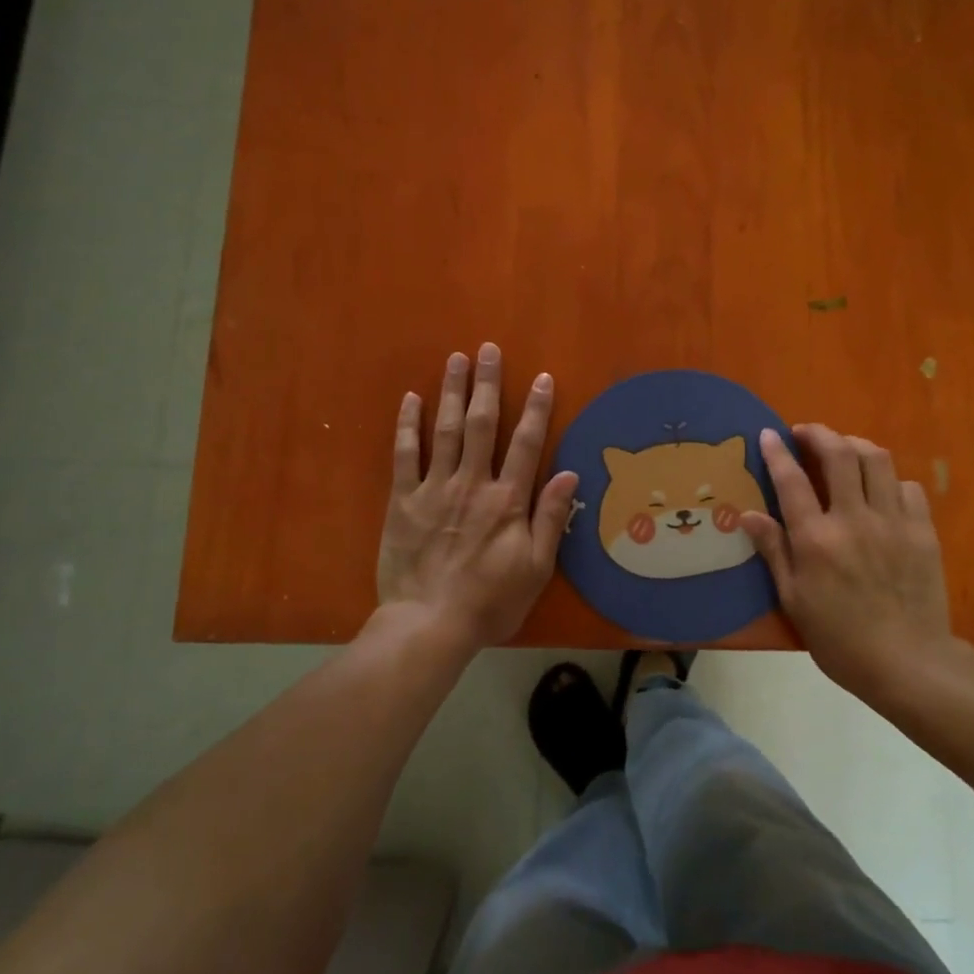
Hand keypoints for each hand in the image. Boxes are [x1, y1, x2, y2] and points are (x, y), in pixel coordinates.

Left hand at [376, 343, 578, 650]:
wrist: (428, 624)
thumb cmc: (490, 601)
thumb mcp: (535, 568)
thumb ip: (550, 519)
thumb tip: (569, 473)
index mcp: (507, 499)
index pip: (526, 443)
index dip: (536, 408)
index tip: (542, 378)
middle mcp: (471, 483)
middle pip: (481, 424)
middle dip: (487, 383)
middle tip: (488, 349)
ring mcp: (434, 488)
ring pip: (445, 429)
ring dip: (451, 391)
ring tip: (456, 359)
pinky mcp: (403, 501)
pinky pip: (405, 455)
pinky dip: (408, 425)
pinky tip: (410, 399)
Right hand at [739, 424, 973, 705]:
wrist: (907, 662)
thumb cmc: (839, 638)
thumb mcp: (793, 600)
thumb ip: (773, 551)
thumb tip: (748, 514)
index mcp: (817, 538)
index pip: (792, 480)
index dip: (778, 452)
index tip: (769, 433)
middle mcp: (854, 519)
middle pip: (839, 454)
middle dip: (819, 434)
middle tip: (805, 433)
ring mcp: (893, 521)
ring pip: (877, 460)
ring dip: (855, 445)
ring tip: (842, 450)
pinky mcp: (923, 531)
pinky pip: (908, 487)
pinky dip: (889, 479)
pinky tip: (880, 490)